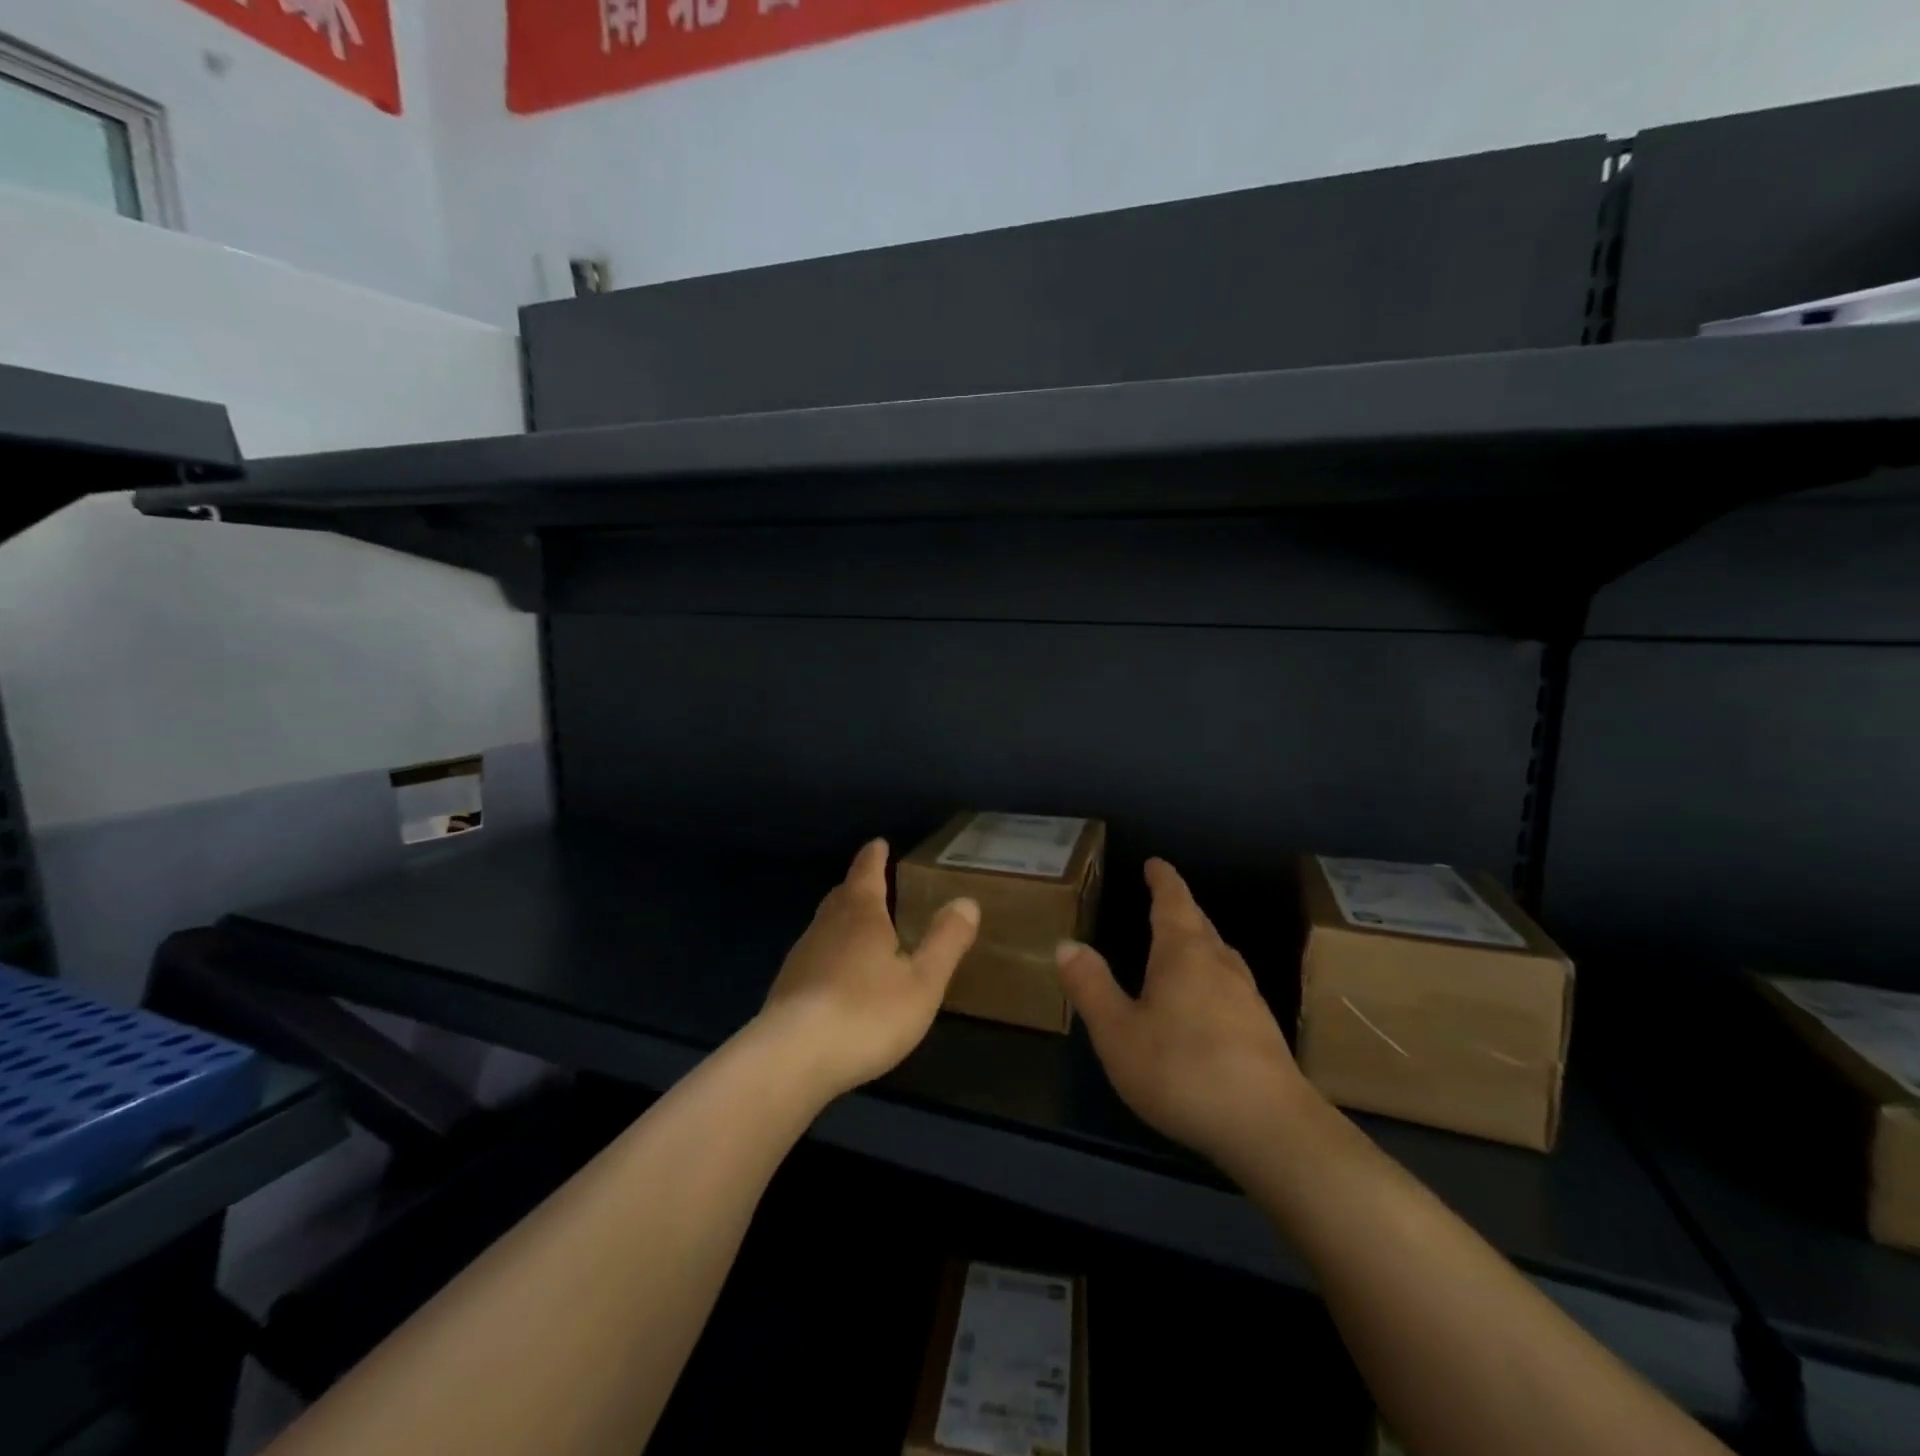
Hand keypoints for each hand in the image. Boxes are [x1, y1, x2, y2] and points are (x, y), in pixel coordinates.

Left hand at [757, 839, 979, 1102]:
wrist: (791, 1059)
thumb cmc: (866, 1013)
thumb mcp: (922, 982)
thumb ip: (945, 941)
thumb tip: (966, 901)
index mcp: (861, 915)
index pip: (866, 872)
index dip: (874, 857)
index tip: (878, 843)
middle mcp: (826, 926)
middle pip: (842, 896)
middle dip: (858, 887)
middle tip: (873, 884)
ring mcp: (801, 956)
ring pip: (825, 926)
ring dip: (842, 921)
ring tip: (861, 930)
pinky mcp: (787, 988)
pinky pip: (815, 956)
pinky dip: (830, 953)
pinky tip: (839, 977)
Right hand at [1058, 858, 1312, 1171]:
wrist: (1270, 1128)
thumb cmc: (1182, 1070)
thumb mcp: (1118, 1032)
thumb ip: (1091, 987)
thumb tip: (1067, 944)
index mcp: (1184, 954)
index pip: (1173, 902)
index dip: (1163, 880)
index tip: (1155, 863)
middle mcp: (1220, 965)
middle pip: (1200, 925)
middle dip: (1180, 909)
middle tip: (1163, 899)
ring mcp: (1248, 998)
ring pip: (1219, 955)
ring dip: (1198, 942)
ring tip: (1182, 945)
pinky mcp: (1263, 1031)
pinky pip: (1230, 985)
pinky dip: (1211, 976)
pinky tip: (1205, 1002)